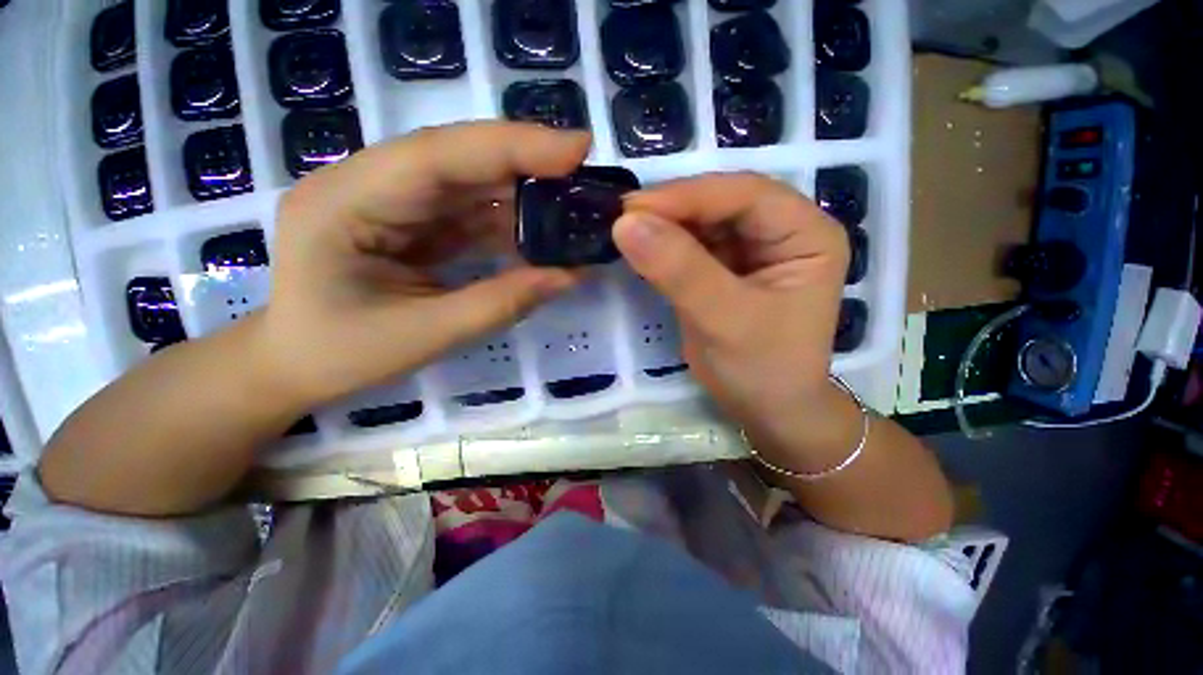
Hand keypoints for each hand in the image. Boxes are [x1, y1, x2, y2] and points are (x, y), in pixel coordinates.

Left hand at [254, 122, 590, 407]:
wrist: (294, 365)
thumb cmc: (341, 355)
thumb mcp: (426, 335)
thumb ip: (502, 302)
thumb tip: (569, 276)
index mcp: (347, 202)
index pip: (439, 155)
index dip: (513, 146)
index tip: (576, 148)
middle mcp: (364, 183)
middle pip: (457, 157)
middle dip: (525, 162)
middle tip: (583, 171)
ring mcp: (387, 199)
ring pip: (466, 181)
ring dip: (520, 192)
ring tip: (570, 204)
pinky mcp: (407, 219)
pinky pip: (465, 209)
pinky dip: (506, 219)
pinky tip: (537, 230)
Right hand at [614, 173, 855, 466]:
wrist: (766, 410)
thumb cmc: (763, 370)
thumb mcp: (725, 320)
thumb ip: (679, 271)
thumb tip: (626, 223)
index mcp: (806, 233)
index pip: (746, 194)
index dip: (688, 196)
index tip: (632, 209)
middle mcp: (780, 231)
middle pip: (720, 202)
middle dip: (671, 210)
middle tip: (622, 219)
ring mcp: (749, 249)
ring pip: (700, 221)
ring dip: (662, 226)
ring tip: (624, 232)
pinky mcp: (722, 268)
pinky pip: (689, 245)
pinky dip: (662, 246)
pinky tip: (640, 249)